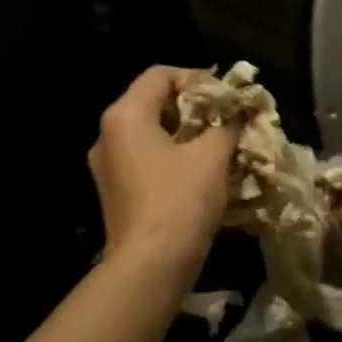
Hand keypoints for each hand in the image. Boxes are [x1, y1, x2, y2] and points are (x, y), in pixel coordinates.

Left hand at [89, 66, 235, 271]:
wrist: (150, 266)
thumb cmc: (180, 201)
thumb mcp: (212, 155)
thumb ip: (225, 124)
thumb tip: (235, 114)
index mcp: (125, 115)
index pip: (160, 74)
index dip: (197, 78)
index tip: (226, 99)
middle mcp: (108, 135)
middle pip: (153, 102)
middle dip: (193, 108)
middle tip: (226, 122)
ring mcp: (107, 166)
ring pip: (150, 134)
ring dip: (185, 135)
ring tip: (218, 147)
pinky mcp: (115, 193)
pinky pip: (145, 160)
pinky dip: (172, 158)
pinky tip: (199, 174)